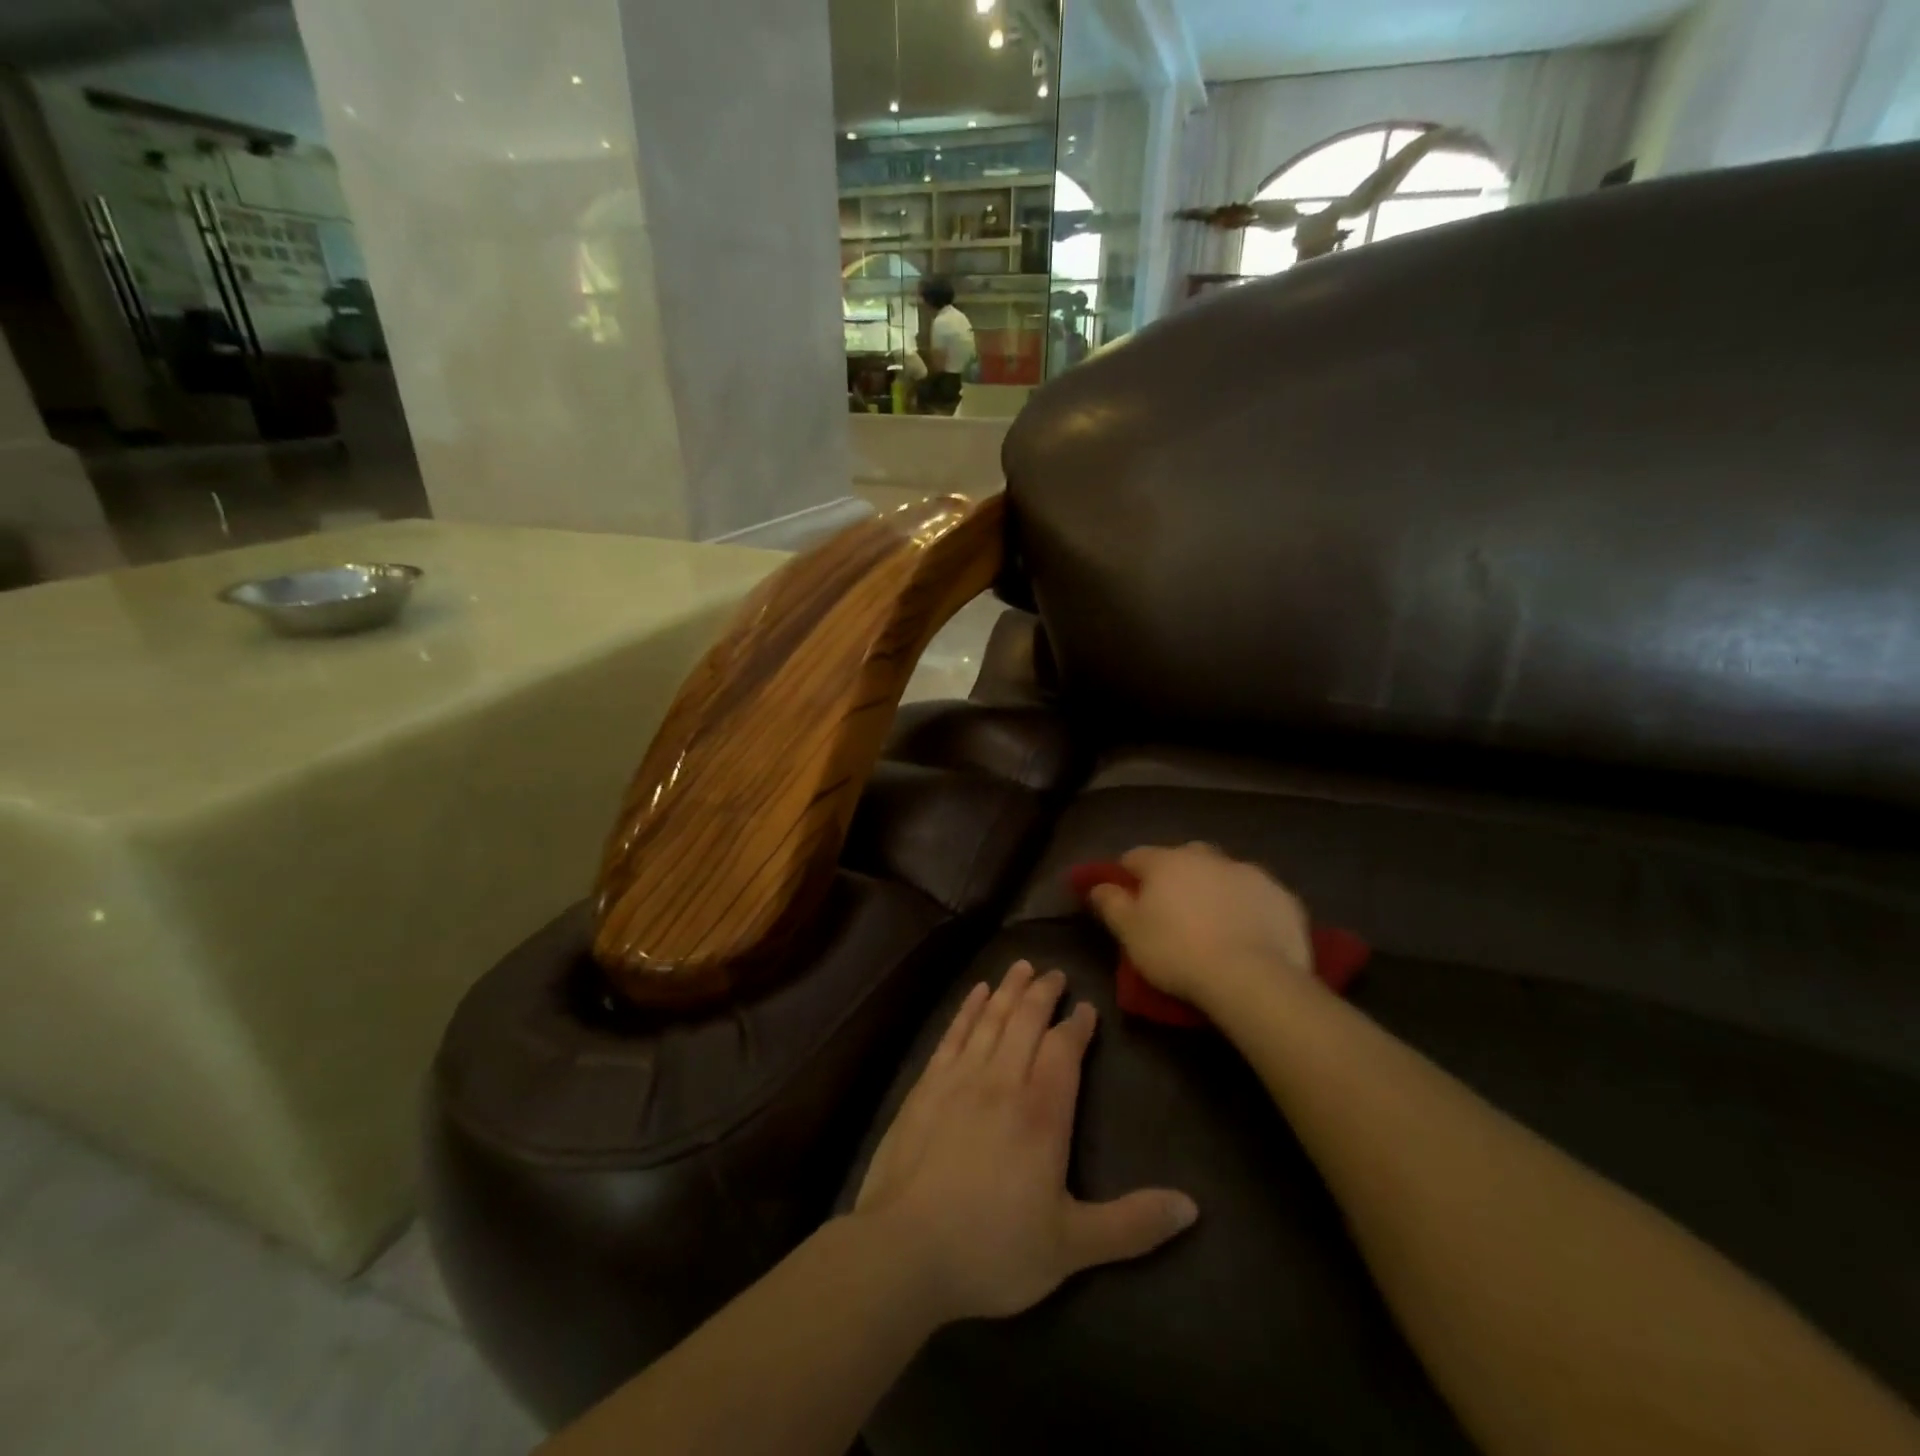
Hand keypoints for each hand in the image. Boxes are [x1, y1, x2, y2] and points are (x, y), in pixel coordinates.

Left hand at [854, 961, 1196, 1323]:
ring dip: (1008, 990)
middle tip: (1055, 973)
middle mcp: (1002, 1080)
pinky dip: (968, 1008)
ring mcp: (960, 1077)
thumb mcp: (1071, 1247)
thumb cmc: (993, 1248)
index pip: (1064, 1050)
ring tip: (1021, 966)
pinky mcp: (927, 1084)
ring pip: (991, 1018)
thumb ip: (1132, 1225)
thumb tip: (1192, 1207)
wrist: (904, 1249)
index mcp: (1042, 1112)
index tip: (1086, 1007)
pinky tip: (976, 993)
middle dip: (1043, 993)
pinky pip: (953, 1033)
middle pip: (1026, 1021)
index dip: (1077, 1026)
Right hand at [1088, 844, 1314, 1013]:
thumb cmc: (1178, 953)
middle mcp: (1208, 857)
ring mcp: (1249, 873)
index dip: (1127, 875)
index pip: (1135, 857)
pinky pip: (1257, 895)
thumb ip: (1111, 904)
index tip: (1126, 899)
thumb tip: (1097, 886)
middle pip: (1183, 858)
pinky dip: (1248, 906)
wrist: (1253, 978)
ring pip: (1223, 874)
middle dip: (1175, 876)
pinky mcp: (1283, 896)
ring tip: (1214, 924)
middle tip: (1172, 911)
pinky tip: (1248, 933)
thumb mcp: (1130, 934)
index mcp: (1167, 862)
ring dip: (1214, 889)